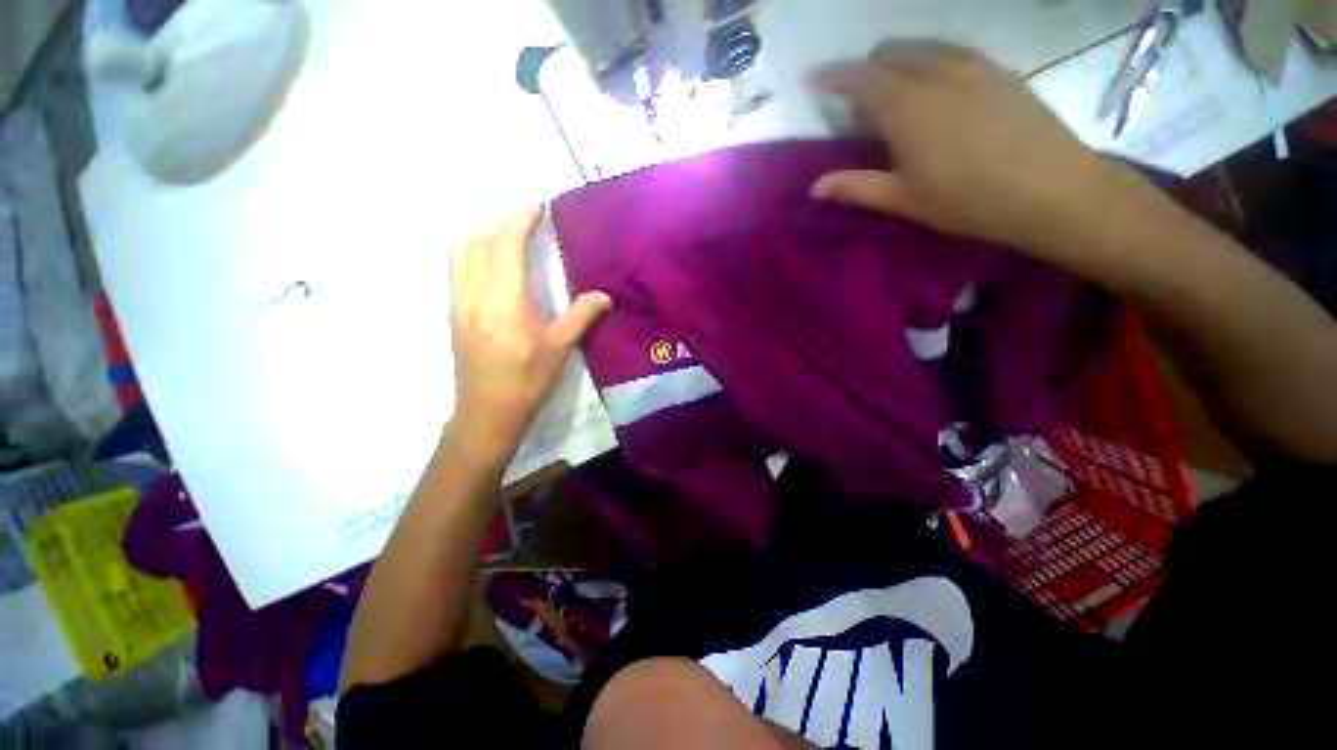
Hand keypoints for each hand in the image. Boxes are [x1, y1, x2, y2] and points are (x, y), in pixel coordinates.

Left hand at [447, 209, 611, 463]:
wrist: (487, 413)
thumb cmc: (527, 382)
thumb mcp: (559, 349)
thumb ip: (580, 317)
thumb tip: (604, 296)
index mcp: (504, 301)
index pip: (507, 247)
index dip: (521, 222)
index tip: (538, 208)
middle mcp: (475, 294)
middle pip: (480, 243)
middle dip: (501, 222)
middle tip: (525, 217)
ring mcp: (459, 303)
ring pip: (462, 253)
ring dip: (482, 234)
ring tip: (504, 231)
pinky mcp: (453, 314)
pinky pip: (456, 270)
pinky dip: (470, 252)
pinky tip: (485, 259)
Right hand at [811, 41, 1134, 260]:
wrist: (1052, 190)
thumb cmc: (967, 199)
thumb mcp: (903, 199)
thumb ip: (856, 187)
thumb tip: (815, 188)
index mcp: (906, 106)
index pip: (859, 77)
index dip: (831, 76)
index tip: (813, 80)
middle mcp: (937, 72)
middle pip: (890, 52)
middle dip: (867, 70)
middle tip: (861, 105)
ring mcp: (973, 65)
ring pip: (923, 47)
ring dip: (900, 63)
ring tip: (898, 96)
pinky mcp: (1000, 70)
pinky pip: (953, 52)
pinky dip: (932, 63)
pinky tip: (938, 92)